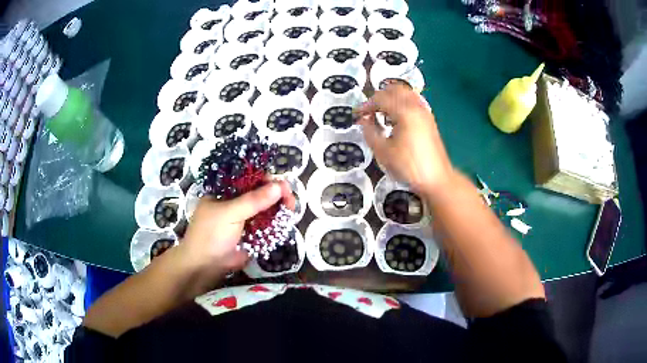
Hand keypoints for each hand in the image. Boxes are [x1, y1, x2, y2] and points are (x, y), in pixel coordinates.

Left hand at [180, 180, 295, 277]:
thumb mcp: (230, 213)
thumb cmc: (211, 234)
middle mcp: (236, 202)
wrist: (206, 266)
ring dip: (279, 209)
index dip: (266, 180)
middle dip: (277, 195)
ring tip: (292, 211)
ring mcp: (244, 219)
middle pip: (260, 194)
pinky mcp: (251, 234)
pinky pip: (267, 226)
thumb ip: (254, 200)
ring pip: (265, 210)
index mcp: (226, 191)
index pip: (248, 179)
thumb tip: (280, 186)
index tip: (283, 185)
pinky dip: (276, 224)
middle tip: (291, 200)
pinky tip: (285, 223)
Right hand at [356, 84, 454, 197]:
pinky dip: (401, 103)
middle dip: (379, 97)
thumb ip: (369, 132)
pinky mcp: (429, 119)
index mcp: (404, 112)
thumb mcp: (383, 152)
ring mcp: (425, 111)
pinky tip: (395, 118)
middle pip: (394, 89)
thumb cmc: (409, 167)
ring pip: (405, 93)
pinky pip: (413, 101)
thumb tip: (364, 120)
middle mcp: (416, 106)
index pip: (381, 99)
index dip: (366, 105)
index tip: (357, 114)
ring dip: (391, 98)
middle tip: (369, 110)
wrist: (436, 179)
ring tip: (381, 113)